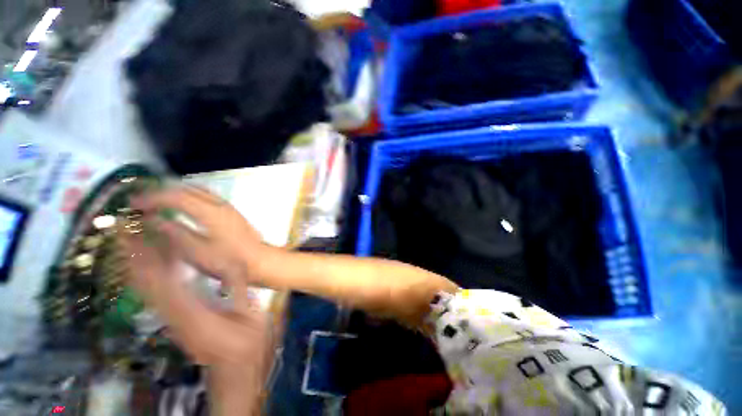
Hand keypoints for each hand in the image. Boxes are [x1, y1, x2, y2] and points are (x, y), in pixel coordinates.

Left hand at [117, 210, 273, 414]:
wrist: (235, 373)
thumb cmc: (247, 347)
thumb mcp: (252, 320)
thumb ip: (241, 294)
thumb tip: (232, 267)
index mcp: (194, 315)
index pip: (163, 283)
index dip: (149, 258)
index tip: (138, 233)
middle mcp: (174, 316)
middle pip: (145, 284)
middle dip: (132, 256)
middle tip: (123, 228)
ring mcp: (172, 320)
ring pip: (146, 289)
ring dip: (137, 264)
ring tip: (131, 239)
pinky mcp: (175, 320)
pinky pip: (156, 294)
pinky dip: (148, 276)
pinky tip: (151, 264)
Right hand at [131, 186, 267, 286]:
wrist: (258, 260)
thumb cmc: (227, 260)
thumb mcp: (195, 251)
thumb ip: (174, 232)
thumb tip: (153, 219)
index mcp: (209, 211)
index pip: (175, 196)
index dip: (152, 198)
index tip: (133, 204)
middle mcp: (220, 204)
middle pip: (187, 189)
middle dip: (162, 192)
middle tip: (143, 201)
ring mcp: (228, 206)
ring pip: (198, 190)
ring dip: (177, 192)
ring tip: (158, 202)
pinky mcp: (232, 212)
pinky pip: (207, 196)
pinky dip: (190, 196)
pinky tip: (183, 205)